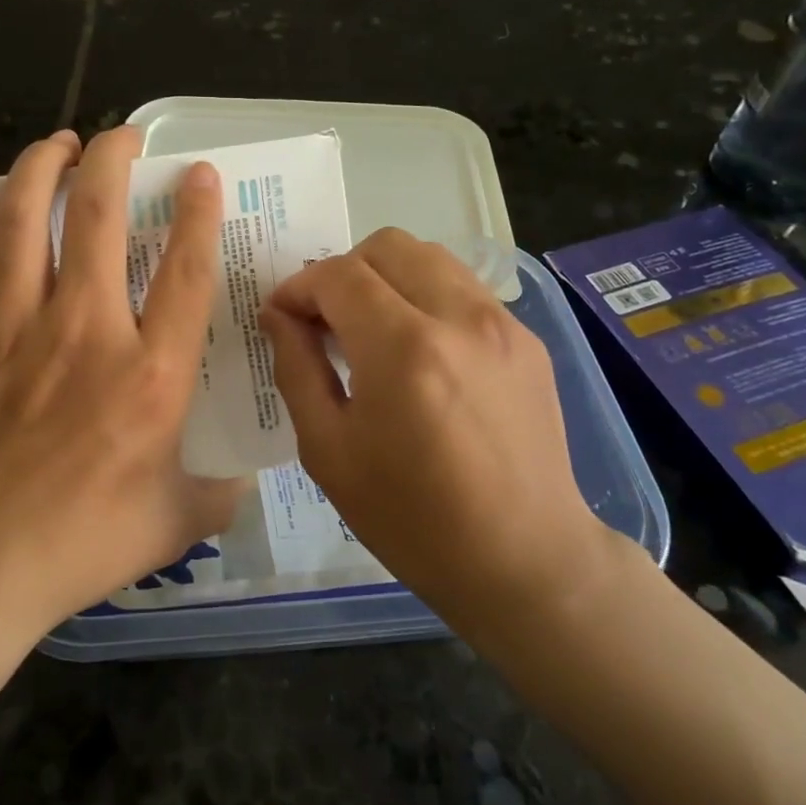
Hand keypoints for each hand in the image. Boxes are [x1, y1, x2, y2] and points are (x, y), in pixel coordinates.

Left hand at [0, 127, 244, 654]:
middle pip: (101, 214)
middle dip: (116, 158)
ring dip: (46, 161)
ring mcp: (13, 321)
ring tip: (63, 140)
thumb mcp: (174, 522)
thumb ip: (219, 492)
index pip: (187, 270)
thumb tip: (246, 475)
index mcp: (150, 373)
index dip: (199, 212)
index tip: (201, 174)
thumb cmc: (78, 544)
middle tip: (126, 138)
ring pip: (27, 213)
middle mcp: (84, 328)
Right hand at [260, 229, 626, 640]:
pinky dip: (426, 297)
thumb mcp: (329, 451)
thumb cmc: (412, 517)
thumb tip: (279, 315)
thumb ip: (297, 368)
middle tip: (327, 320)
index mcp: (403, 349)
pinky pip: (462, 287)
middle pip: (385, 246)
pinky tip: (420, 349)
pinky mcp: (526, 338)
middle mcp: (458, 317)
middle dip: (342, 271)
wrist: (524, 559)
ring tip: (372, 327)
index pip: (337, 275)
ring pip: (429, 256)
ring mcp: (501, 323)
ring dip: (386, 277)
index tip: (283, 316)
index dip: (299, 287)